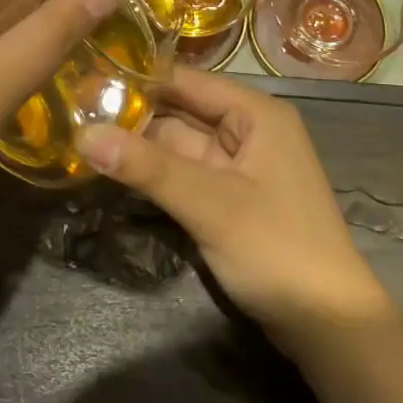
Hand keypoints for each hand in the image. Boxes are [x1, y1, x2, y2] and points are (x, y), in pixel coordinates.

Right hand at [81, 68, 391, 344]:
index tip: (85, 75)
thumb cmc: (278, 249)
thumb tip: (83, 134)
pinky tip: (113, 168)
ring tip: (79, 133)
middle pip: (180, 111)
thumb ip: (147, 168)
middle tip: (72, 108)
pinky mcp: (229, 198)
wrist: (330, 326)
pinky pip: (184, 173)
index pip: (186, 80)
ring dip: (138, 145)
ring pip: (178, 144)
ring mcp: (238, 166)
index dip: (138, 77)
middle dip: (132, 113)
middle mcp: (247, 130)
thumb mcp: (210, 205)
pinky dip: (153, 173)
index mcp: (255, 114)